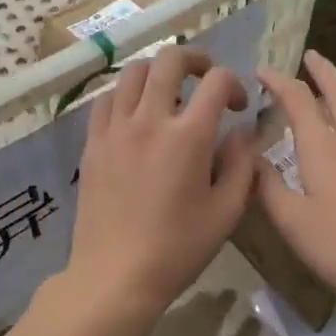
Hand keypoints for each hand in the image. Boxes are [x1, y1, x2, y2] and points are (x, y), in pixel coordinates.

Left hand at [62, 45, 258, 322]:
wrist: (116, 275)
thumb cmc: (178, 249)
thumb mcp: (227, 212)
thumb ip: (242, 164)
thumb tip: (243, 133)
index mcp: (189, 136)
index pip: (217, 82)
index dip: (234, 84)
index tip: (238, 107)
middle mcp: (150, 120)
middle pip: (170, 59)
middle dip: (196, 59)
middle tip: (206, 78)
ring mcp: (115, 129)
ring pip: (133, 73)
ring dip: (158, 73)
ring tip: (170, 93)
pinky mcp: (92, 143)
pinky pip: (106, 100)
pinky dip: (125, 95)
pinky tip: (135, 114)